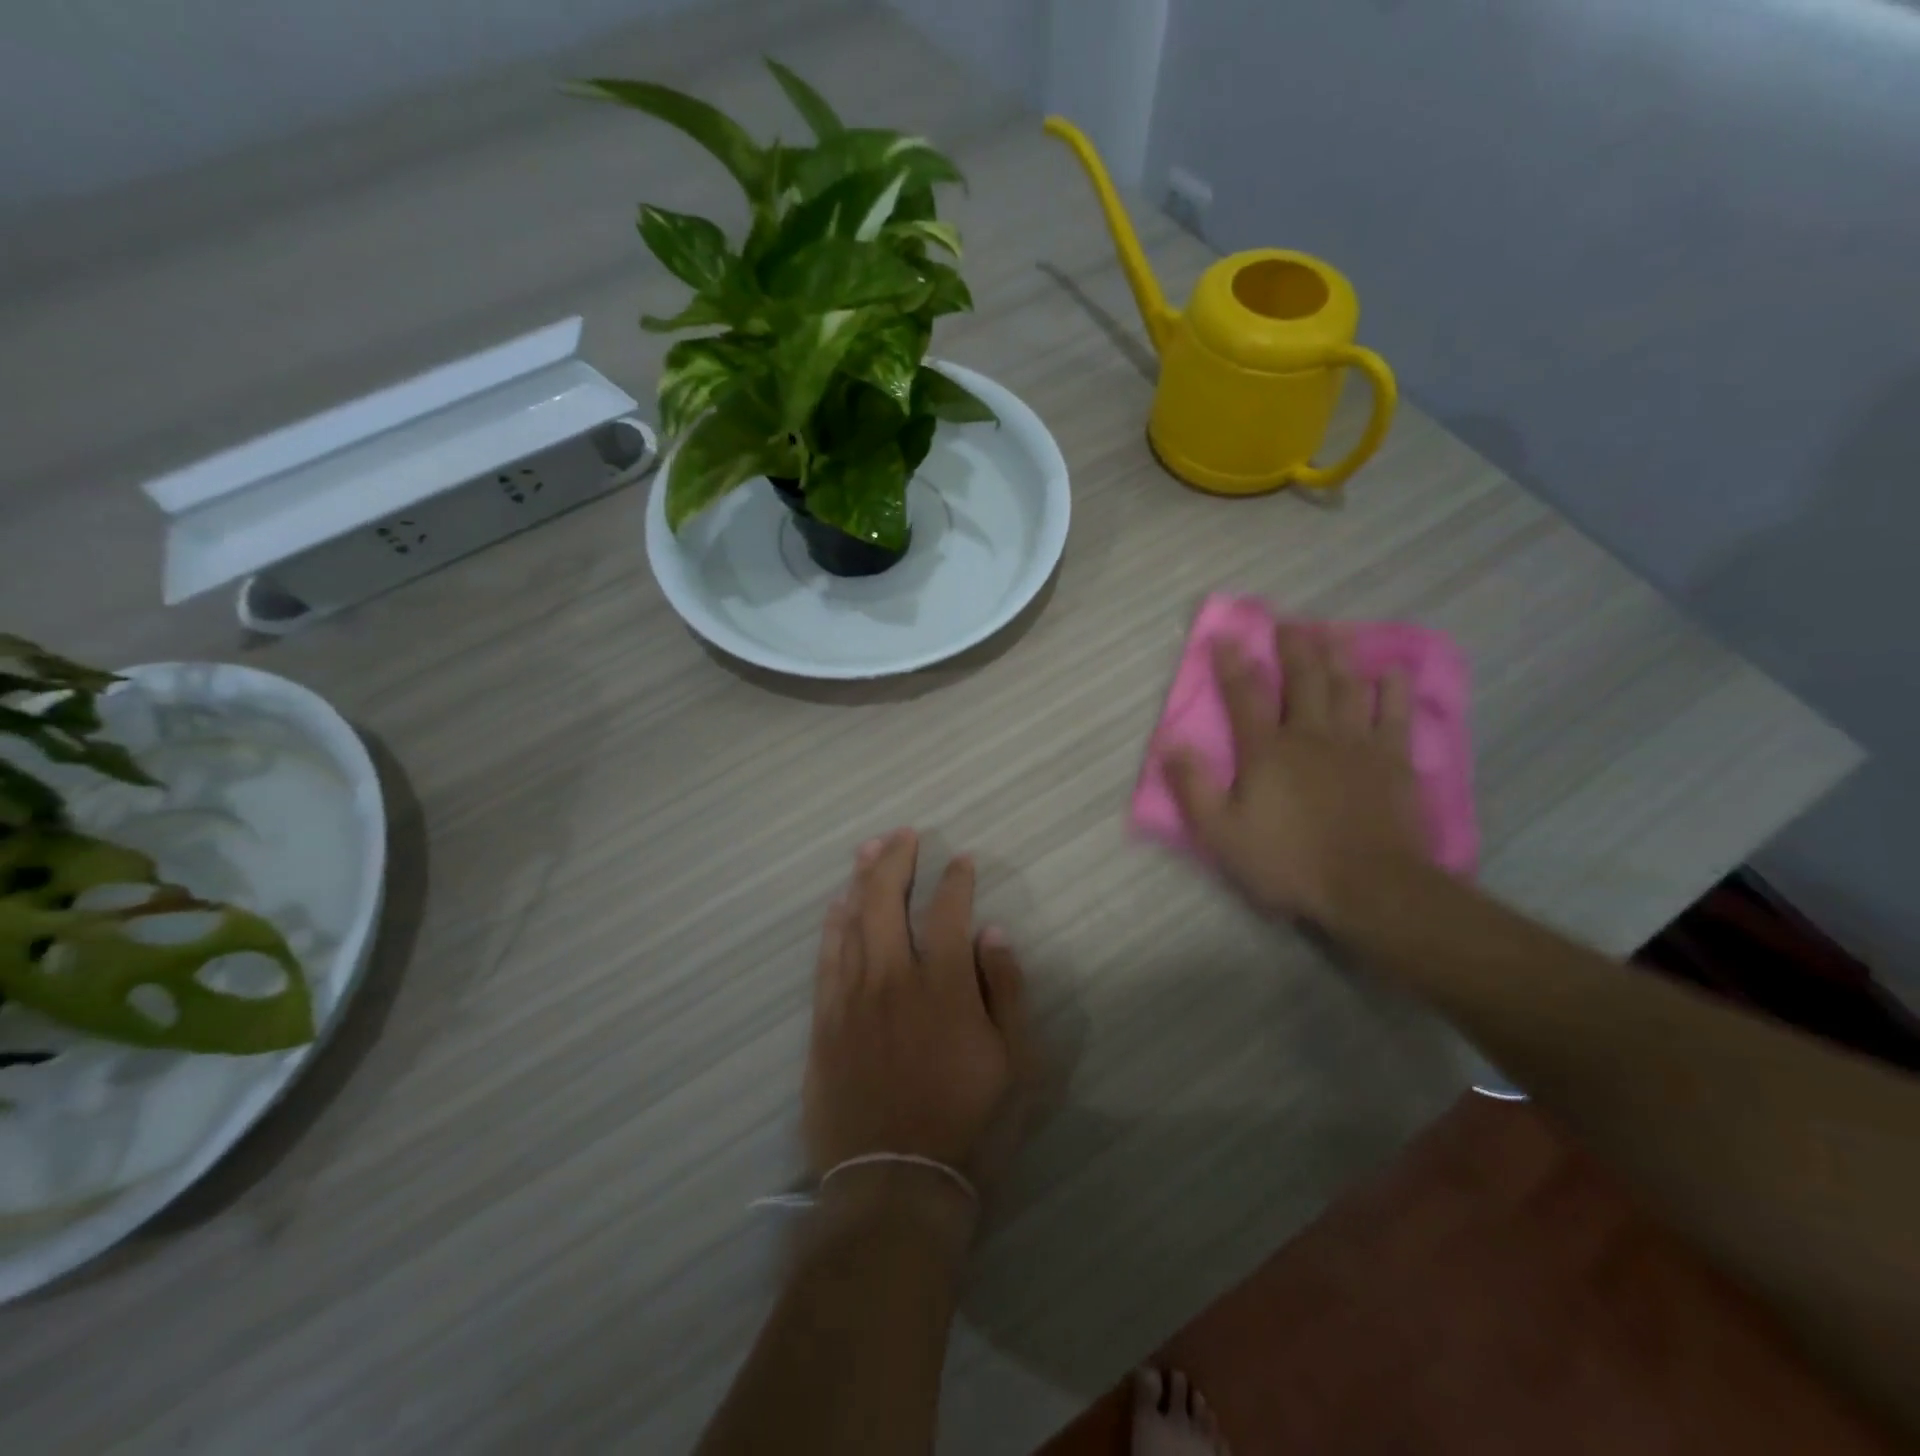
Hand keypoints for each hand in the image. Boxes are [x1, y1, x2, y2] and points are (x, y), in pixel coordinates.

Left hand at [803, 829, 1027, 1199]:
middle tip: (904, 834)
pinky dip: (832, 924)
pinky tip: (838, 904)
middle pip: (887, 901)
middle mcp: (894, 980)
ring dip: (861, 879)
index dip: (955, 880)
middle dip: (897, 860)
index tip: (961, 860)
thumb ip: (1005, 991)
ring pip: (852, 921)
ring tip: (870, 848)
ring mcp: (852, 999)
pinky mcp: (825, 1022)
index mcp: (945, 987)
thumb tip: (992, 933)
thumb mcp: (1016, 1064)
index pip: (947, 912)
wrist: (894, 1187)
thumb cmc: (968, 1126)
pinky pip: (826, 958)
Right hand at [1166, 624, 1426, 924]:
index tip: (1225, 636)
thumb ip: (1194, 788)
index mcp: (1266, 751)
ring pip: (1347, 687)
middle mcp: (1310, 735)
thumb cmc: (1288, 862)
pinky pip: (1394, 715)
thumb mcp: (1222, 834)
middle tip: (1288, 622)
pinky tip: (1390, 672)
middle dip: (1293, 647)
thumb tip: (1170, 745)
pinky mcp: (1393, 761)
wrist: (1370, 887)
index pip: (1244, 696)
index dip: (1232, 664)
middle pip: (1302, 679)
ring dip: (1338, 657)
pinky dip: (1392, 690)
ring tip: (1333, 632)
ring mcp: (1356, 744)